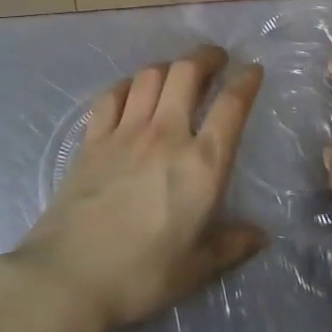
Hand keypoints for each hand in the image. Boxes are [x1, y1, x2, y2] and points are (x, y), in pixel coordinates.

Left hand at [12, 46, 267, 329]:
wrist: (71, 273)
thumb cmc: (142, 275)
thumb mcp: (196, 268)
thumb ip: (230, 245)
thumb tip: (260, 235)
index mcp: (201, 165)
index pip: (231, 107)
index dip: (246, 82)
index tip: (252, 70)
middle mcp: (166, 135)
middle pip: (186, 73)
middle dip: (205, 57)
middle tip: (215, 58)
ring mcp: (125, 132)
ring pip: (149, 76)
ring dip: (168, 66)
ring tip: (176, 72)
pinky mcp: (93, 138)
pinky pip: (112, 95)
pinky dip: (127, 85)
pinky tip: (131, 91)